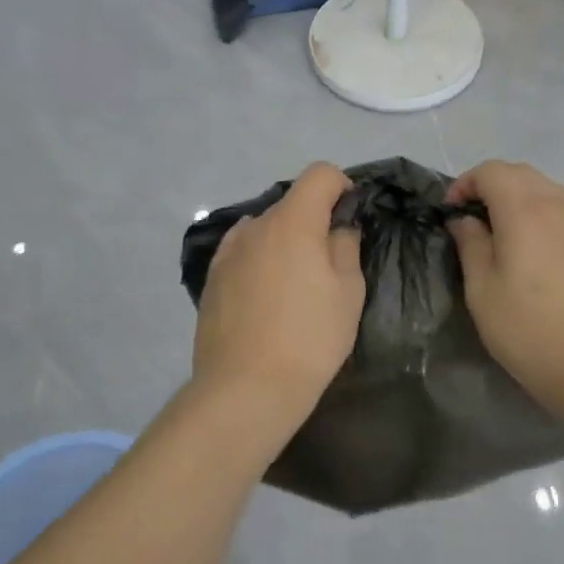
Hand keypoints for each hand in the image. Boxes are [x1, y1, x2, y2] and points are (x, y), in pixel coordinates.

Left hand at [193, 163, 364, 438]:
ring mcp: (228, 251)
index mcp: (292, 221)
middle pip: (292, 204)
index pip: (320, 174)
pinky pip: (244, 253)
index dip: (342, 187)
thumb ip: (346, 246)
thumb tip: (338, 228)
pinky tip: (266, 299)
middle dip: (314, 221)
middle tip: (328, 264)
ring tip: (294, 285)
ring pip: (266, 229)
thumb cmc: (309, 338)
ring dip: (284, 242)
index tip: (350, 218)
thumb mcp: (348, 292)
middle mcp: (255, 225)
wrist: (245, 389)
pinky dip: (260, 261)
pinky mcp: (212, 278)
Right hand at [446, 161, 563, 416]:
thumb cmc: (532, 331)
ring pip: (545, 188)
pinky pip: (563, 209)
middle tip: (471, 221)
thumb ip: (471, 246)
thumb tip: (464, 220)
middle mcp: (557, 204)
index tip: (451, 214)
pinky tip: (533, 249)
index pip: (490, 171)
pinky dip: (540, 212)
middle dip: (490, 186)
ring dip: (517, 197)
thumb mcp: (483, 292)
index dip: (465, 183)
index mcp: (524, 209)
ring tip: (501, 234)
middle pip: (520, 173)